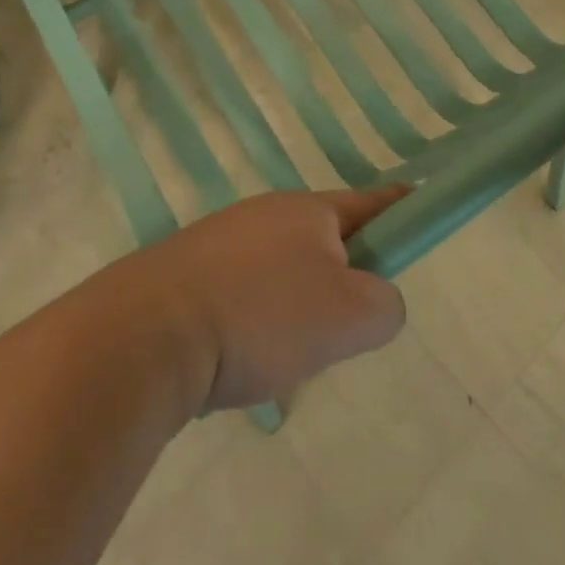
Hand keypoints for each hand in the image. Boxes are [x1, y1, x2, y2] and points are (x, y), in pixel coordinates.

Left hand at [124, 187, 410, 414]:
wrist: (146, 335)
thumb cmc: (262, 316)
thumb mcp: (351, 316)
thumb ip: (386, 305)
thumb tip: (372, 303)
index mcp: (308, 210)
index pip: (371, 202)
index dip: (401, 207)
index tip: (418, 205)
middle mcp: (264, 214)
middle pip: (323, 241)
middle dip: (341, 280)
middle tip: (341, 330)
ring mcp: (219, 241)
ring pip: (279, 273)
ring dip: (293, 309)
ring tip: (281, 360)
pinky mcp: (184, 274)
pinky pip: (240, 295)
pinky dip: (252, 324)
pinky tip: (238, 362)